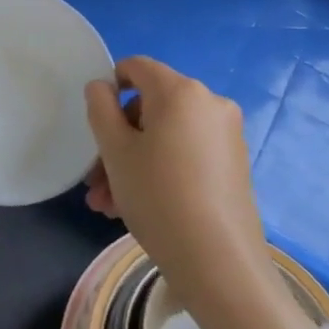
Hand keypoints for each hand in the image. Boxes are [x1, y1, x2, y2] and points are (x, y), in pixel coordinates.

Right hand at [85, 57, 307, 328]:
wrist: (218, 261)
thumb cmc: (157, 196)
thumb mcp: (115, 151)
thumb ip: (101, 109)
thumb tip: (102, 87)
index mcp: (180, 91)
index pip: (136, 67)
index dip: (110, 87)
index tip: (95, 125)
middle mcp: (209, 103)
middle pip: (150, 107)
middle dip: (117, 141)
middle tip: (95, 181)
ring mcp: (226, 135)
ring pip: (165, 136)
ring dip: (132, 163)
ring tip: (108, 204)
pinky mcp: (233, 164)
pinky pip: (186, 154)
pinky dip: (160, 170)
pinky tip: (136, 207)